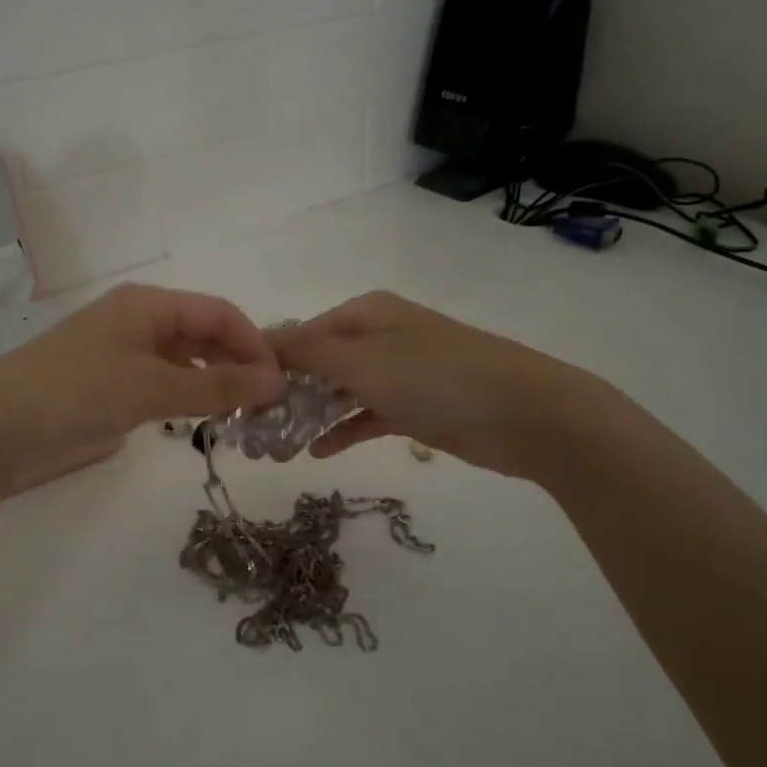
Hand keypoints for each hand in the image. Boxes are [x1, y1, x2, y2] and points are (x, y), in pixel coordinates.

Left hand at [0, 284, 287, 498]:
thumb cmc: (75, 393)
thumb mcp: (152, 386)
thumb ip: (217, 385)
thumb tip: (277, 382)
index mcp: (148, 305)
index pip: (220, 313)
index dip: (255, 344)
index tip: (283, 384)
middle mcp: (138, 324)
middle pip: (205, 336)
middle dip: (240, 365)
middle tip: (270, 408)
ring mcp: (122, 358)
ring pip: (186, 364)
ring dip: (216, 386)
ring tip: (245, 420)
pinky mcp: (110, 392)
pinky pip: (164, 389)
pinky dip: (188, 403)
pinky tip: (204, 424)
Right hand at [272, 292, 605, 480]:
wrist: (527, 414)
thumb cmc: (437, 378)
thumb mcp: (364, 361)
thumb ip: (309, 351)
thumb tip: (260, 339)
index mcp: (366, 314)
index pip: (302, 333)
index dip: (270, 362)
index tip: (238, 396)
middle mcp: (380, 338)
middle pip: (319, 363)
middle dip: (287, 394)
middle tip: (254, 431)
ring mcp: (400, 373)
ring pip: (341, 393)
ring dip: (311, 417)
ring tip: (277, 448)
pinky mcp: (416, 407)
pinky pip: (367, 416)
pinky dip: (344, 431)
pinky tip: (318, 453)